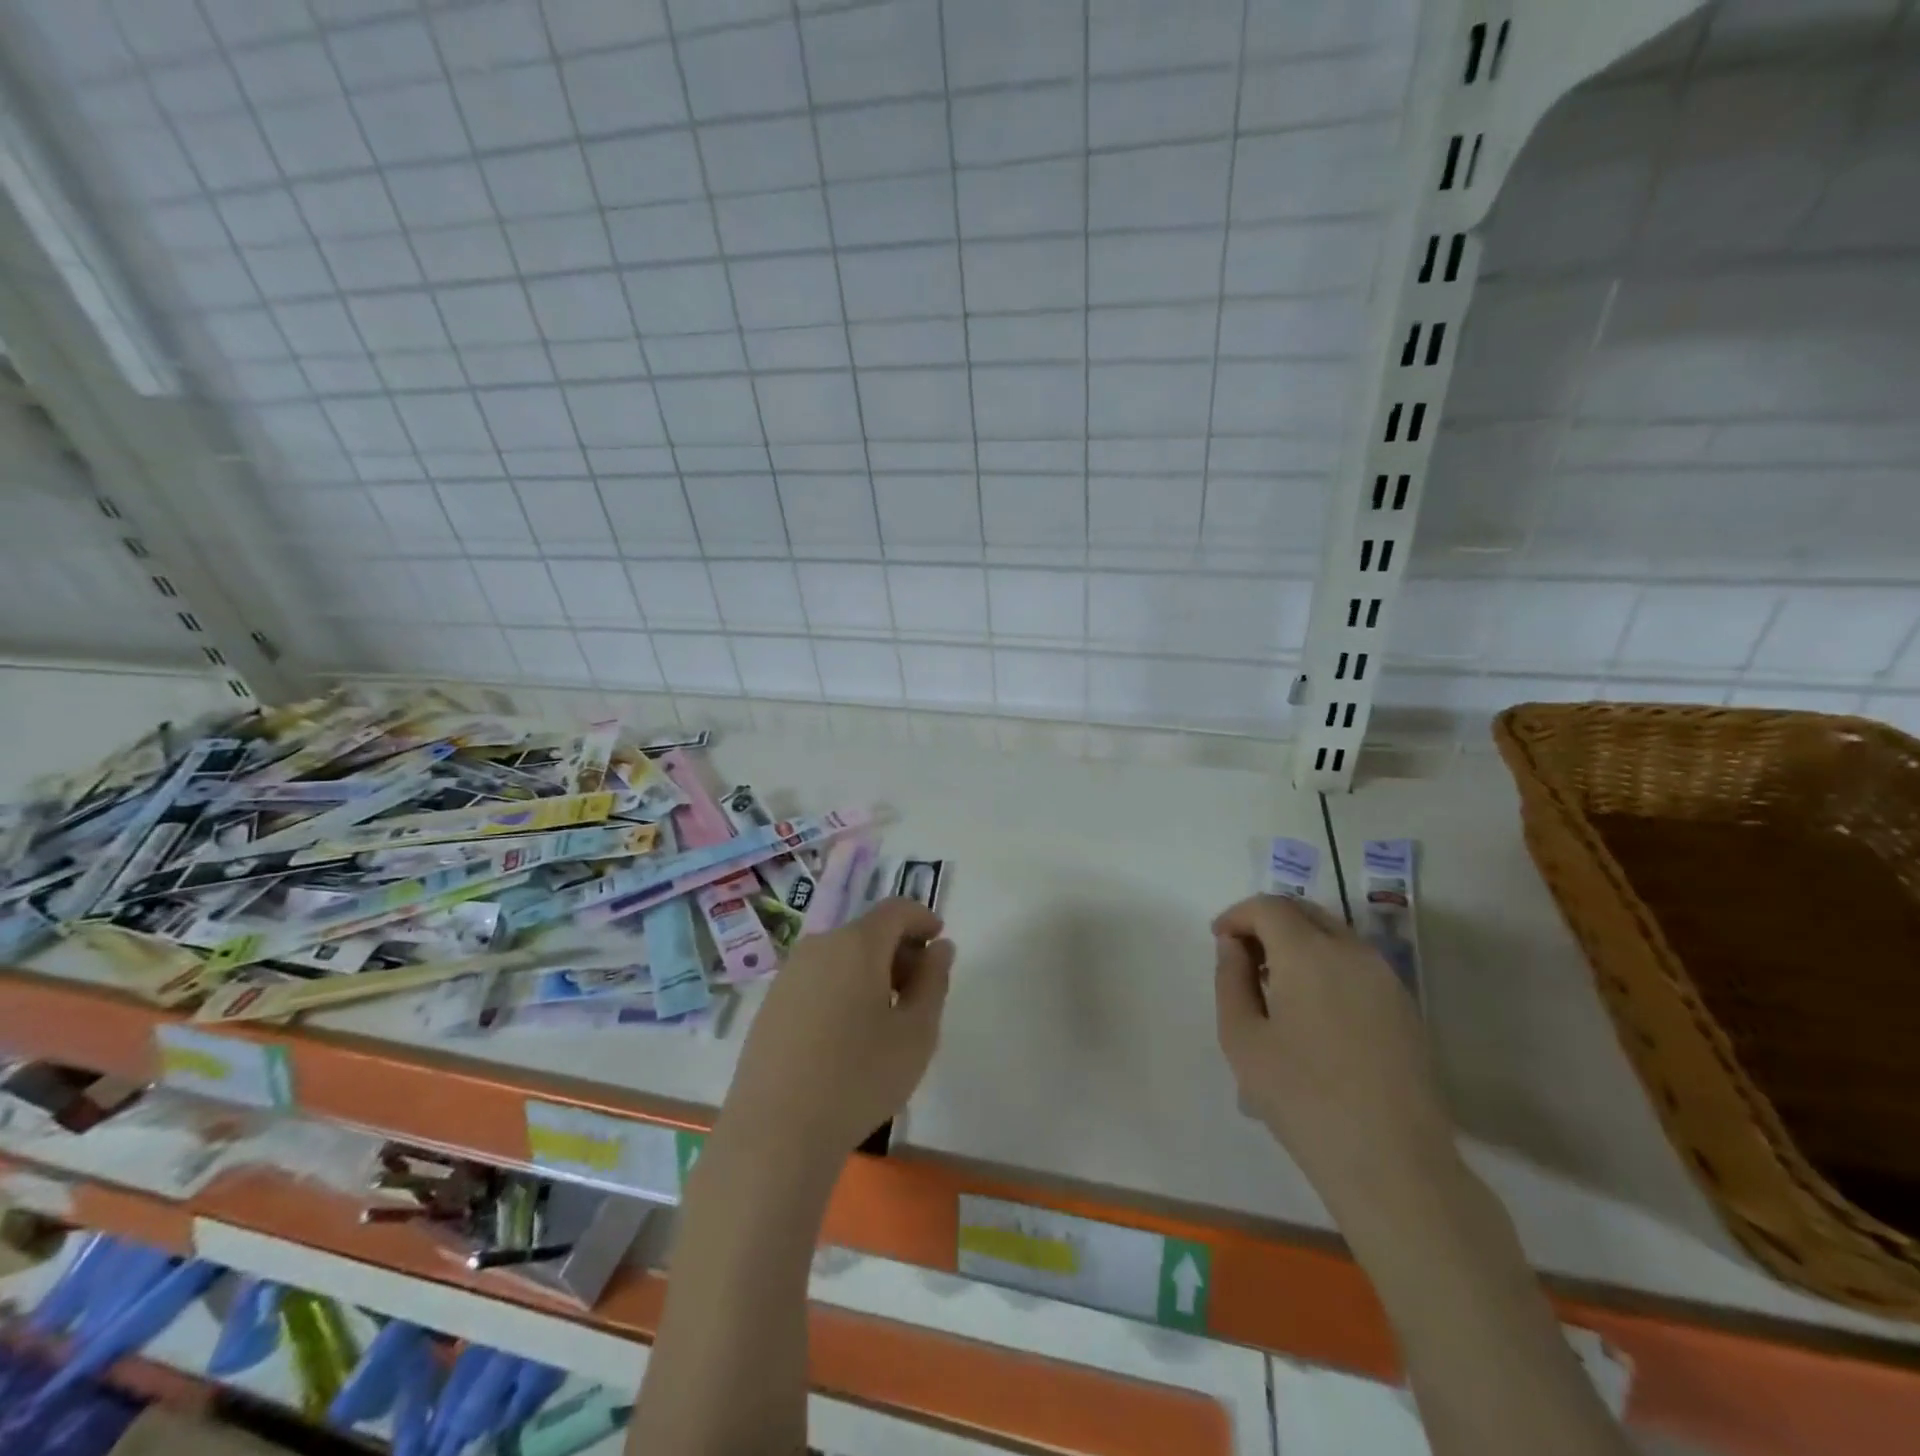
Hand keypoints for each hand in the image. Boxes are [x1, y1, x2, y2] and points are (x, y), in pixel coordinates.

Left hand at [724, 898, 953, 1161]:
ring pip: (841, 956)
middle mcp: (819, 946)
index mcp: (857, 944)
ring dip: (870, 971)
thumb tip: (939, 948)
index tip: (939, 941)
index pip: (896, 909)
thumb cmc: (859, 1078)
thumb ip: (934, 981)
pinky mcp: (771, 1003)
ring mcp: (789, 974)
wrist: (776, 1132)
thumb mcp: (916, 1032)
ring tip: (885, 1018)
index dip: (922, 918)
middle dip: (899, 950)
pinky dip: (842, 988)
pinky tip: (847, 1035)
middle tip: (919, 992)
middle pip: (868, 932)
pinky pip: (818, 979)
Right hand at [1213, 895, 1454, 1209]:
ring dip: (1297, 942)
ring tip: (1274, 984)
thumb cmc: (1303, 1098)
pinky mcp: (1405, 1005)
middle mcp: (1352, 951)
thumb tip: (1233, 945)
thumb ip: (1230, 979)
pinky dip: (1325, 963)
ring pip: (1333, 934)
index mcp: (1309, 953)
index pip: (1268, 907)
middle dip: (1267, 922)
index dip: (1237, 916)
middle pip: (1303, 911)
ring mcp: (1386, 978)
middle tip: (1242, 957)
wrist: (1394, 1163)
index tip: (1219, 941)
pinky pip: (1356, 962)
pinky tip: (1312, 1008)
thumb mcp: (1242, 1039)